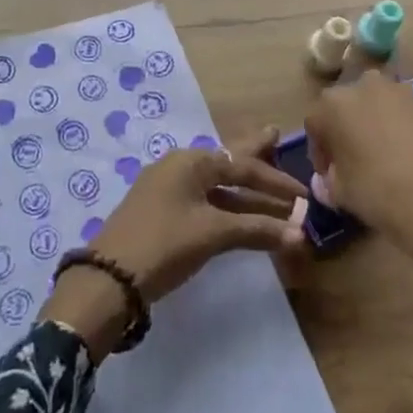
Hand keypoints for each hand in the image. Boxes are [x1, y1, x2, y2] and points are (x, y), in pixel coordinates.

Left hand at [41, 130, 305, 358]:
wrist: (109, 277)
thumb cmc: (164, 244)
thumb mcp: (212, 234)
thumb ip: (256, 229)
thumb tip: (299, 234)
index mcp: (190, 162)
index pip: (242, 166)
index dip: (275, 181)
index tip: (303, 194)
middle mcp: (178, 167)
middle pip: (225, 160)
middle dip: (252, 152)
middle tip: (274, 134)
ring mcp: (166, 188)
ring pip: (214, 183)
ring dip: (242, 189)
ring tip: (265, 179)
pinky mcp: (160, 211)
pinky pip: (202, 199)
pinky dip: (225, 204)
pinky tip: (236, 211)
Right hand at [304, 72, 412, 276]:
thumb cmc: (381, 191)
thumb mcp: (343, 193)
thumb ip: (329, 182)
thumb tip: (328, 180)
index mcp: (333, 103)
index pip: (315, 123)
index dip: (319, 152)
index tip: (328, 176)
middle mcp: (362, 85)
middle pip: (345, 107)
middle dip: (344, 132)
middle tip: (351, 164)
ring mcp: (399, 91)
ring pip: (373, 107)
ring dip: (370, 127)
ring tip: (378, 160)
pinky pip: (399, 114)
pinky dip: (395, 130)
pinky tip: (402, 158)